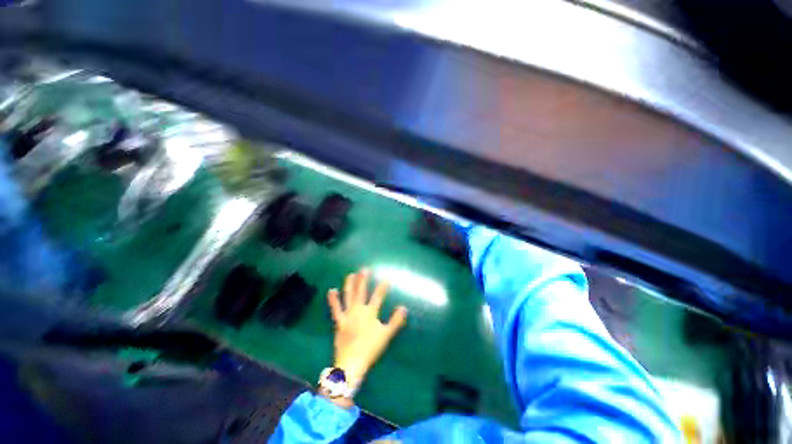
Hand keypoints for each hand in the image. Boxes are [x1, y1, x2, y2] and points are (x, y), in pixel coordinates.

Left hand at [327, 269, 407, 392]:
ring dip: (349, 285)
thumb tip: (404, 308)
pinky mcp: (339, 321)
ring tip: (351, 274)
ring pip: (348, 296)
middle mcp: (358, 310)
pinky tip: (331, 290)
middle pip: (361, 292)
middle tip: (364, 269)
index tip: (386, 278)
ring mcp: (347, 315)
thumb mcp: (386, 334)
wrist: (352, 362)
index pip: (378, 296)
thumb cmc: (370, 348)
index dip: (383, 287)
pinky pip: (335, 308)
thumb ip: (395, 321)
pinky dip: (333, 299)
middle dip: (363, 280)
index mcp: (370, 312)